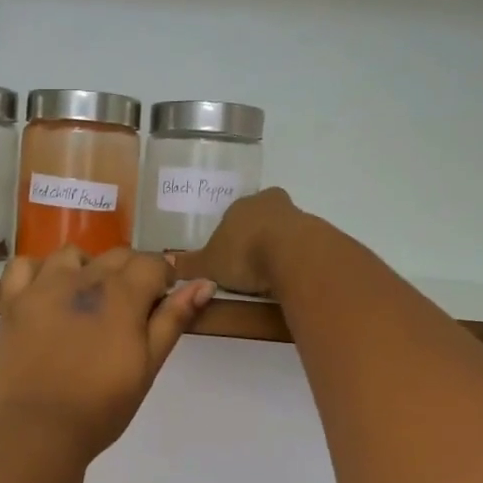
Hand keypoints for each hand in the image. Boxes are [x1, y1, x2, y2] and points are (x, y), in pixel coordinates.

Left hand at [0, 247, 215, 462]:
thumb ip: (173, 319)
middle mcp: (83, 278)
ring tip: (86, 300)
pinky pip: (24, 265)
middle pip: (116, 255)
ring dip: (86, 268)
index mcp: (122, 293)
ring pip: (72, 255)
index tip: (159, 304)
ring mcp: (43, 286)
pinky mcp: (12, 301)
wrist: (39, 430)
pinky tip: (45, 292)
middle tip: (127, 312)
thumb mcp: (148, 366)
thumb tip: (204, 283)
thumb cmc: (101, 407)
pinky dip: (37, 271)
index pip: (152, 263)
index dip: (162, 280)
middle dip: (130, 273)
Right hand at [170, 188, 306, 297]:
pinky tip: (287, 279)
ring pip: (283, 231)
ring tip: (267, 278)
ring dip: (277, 249)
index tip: (228, 254)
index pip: (233, 214)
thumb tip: (164, 264)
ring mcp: (297, 216)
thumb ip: (189, 266)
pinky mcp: (318, 234)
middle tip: (247, 264)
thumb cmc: (243, 253)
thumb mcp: (208, 265)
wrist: (292, 256)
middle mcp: (269, 203)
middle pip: (261, 218)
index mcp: (240, 205)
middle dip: (255, 237)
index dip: (230, 234)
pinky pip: (301, 248)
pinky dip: (294, 261)